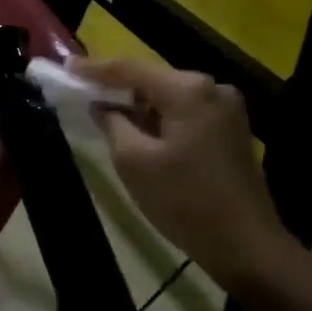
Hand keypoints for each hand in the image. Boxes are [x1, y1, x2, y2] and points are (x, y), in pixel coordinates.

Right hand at [76, 58, 302, 298]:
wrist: (246, 244)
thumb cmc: (184, 201)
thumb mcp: (133, 161)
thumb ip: (112, 122)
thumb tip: (101, 104)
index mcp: (187, 90)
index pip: (130, 69)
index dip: (94, 68)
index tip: (65, 66)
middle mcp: (212, 87)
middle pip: (152, 79)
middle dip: (118, 87)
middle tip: (82, 92)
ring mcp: (227, 108)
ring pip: (169, 97)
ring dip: (139, 105)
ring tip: (106, 113)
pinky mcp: (232, 128)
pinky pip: (186, 112)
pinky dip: (160, 118)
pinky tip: (140, 131)